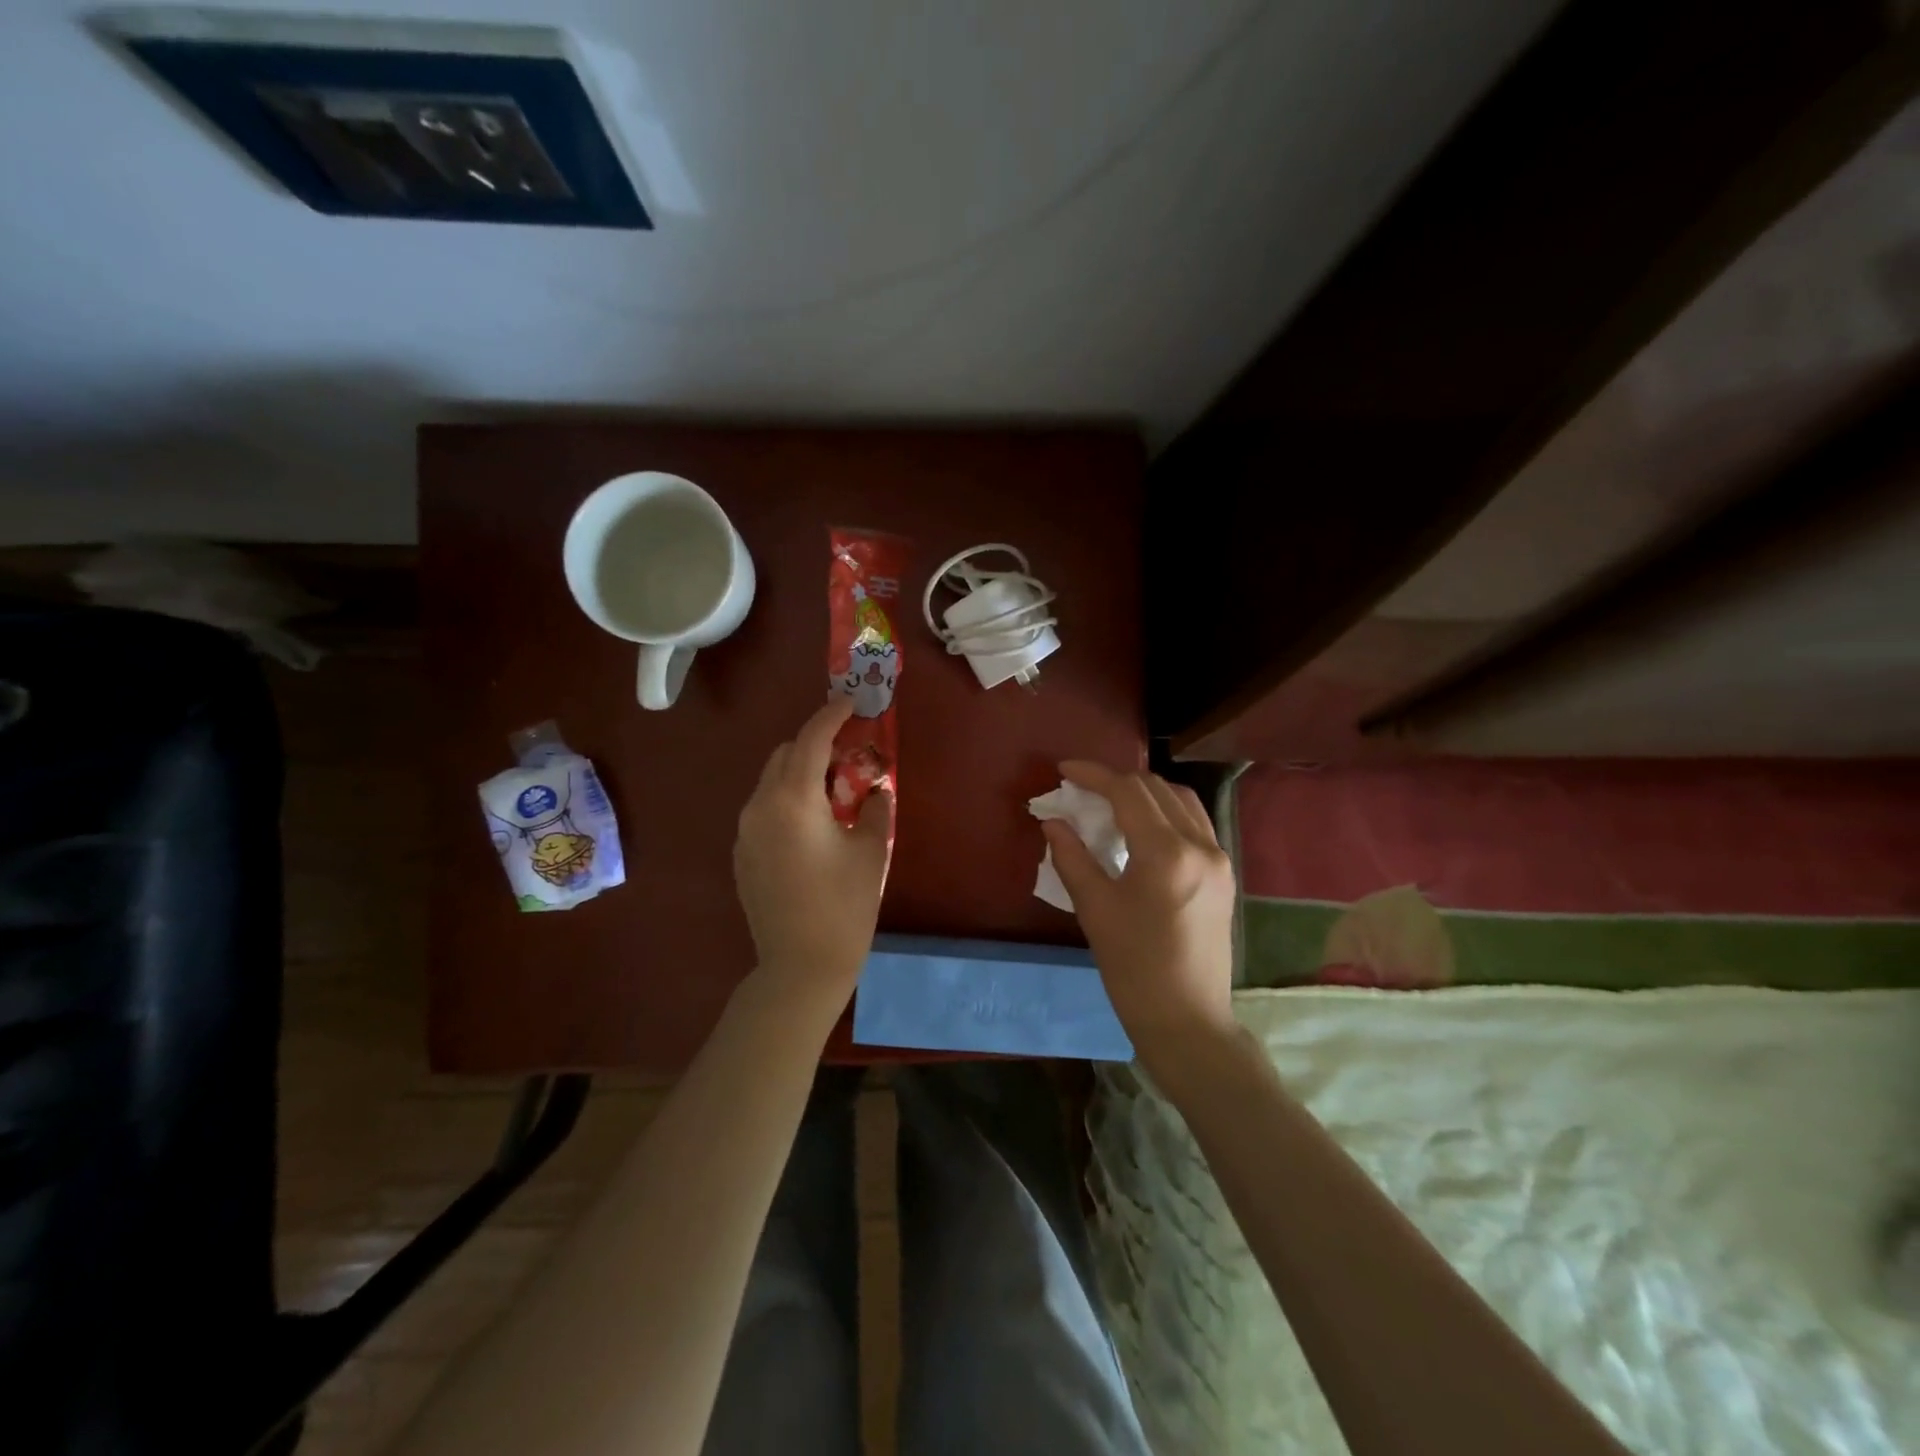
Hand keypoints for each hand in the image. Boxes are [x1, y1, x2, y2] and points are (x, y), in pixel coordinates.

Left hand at [734, 697, 891, 1003]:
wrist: (800, 965)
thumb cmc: (844, 905)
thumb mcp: (872, 851)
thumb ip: (875, 808)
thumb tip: (875, 791)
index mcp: (794, 799)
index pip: (810, 739)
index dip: (831, 715)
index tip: (850, 702)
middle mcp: (760, 806)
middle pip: (784, 755)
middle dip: (815, 745)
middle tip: (849, 757)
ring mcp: (745, 831)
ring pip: (771, 781)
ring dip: (800, 773)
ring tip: (833, 795)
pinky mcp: (741, 853)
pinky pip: (764, 809)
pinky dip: (786, 800)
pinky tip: (811, 828)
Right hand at [1042, 762, 1236, 1073]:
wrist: (1188, 1020)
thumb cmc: (1134, 968)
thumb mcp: (1094, 910)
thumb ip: (1072, 857)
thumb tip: (1053, 821)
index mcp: (1166, 854)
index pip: (1128, 791)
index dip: (1093, 774)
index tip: (1063, 770)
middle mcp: (1200, 846)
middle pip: (1156, 789)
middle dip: (1116, 780)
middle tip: (1081, 789)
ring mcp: (1219, 859)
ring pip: (1181, 800)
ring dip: (1144, 792)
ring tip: (1111, 802)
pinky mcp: (1225, 874)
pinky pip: (1195, 823)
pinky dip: (1166, 812)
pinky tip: (1142, 828)